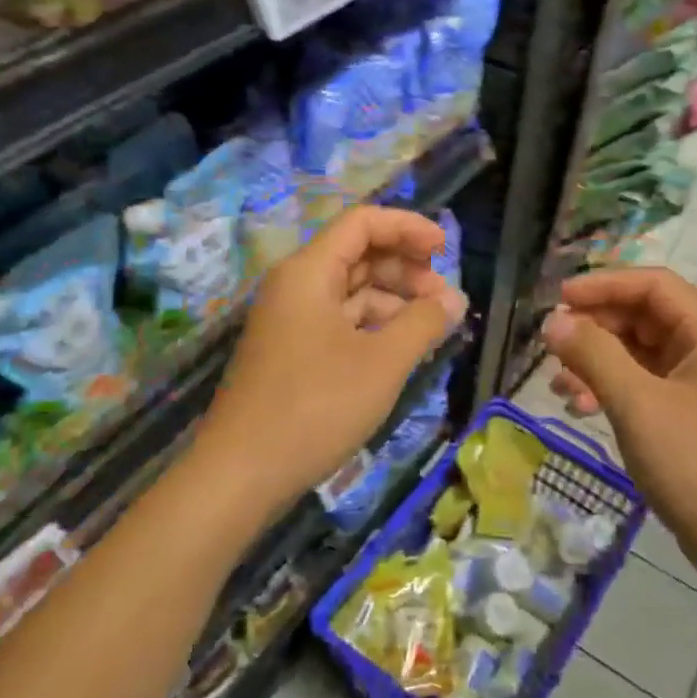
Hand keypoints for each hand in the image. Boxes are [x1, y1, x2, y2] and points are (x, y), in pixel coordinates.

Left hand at [192, 206, 466, 508]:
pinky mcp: (293, 352)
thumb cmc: (316, 406)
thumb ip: (424, 323)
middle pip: (358, 255)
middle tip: (445, 299)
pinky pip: (340, 322)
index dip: (407, 228)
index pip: (362, 224)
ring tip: (432, 327)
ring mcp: (292, 321)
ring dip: (394, 301)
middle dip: (406, 269)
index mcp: (309, 272)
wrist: (242, 474)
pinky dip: (374, 327)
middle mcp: (296, 286)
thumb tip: (455, 299)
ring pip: (351, 292)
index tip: (445, 250)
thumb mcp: (382, 363)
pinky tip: (402, 348)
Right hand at [543, 267, 696, 574]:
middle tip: (552, 345)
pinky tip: (581, 405)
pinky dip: (612, 387)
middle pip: (644, 315)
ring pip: (640, 351)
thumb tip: (553, 320)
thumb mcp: (637, 405)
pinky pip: (645, 382)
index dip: (603, 285)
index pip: (652, 285)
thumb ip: (593, 355)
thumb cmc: (696, 464)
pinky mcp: (691, 411)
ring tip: (559, 384)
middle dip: (596, 327)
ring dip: (598, 360)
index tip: (558, 299)